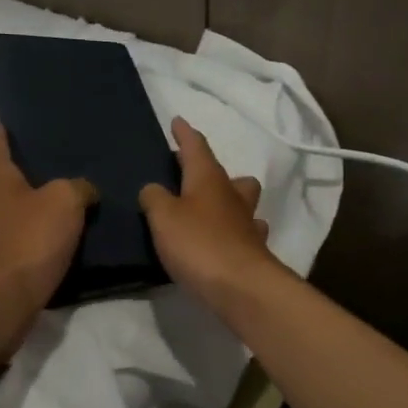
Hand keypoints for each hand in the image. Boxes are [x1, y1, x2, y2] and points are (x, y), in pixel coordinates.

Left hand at [0, 125, 95, 357]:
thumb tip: (84, 189)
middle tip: (51, 163)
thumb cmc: (29, 241)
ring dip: (21, 203)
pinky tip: (45, 234)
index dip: (6, 128)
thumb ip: (79, 187)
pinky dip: (22, 230)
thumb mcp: (66, 203)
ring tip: (53, 200)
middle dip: (20, 169)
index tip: (18, 120)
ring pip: (1, 206)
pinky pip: (6, 234)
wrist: (0, 303)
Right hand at [139, 118, 279, 312]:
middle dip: (210, 170)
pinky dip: (234, 232)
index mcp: (208, 179)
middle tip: (190, 175)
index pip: (196, 147)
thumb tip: (154, 189)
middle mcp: (232, 195)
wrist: (241, 287)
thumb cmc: (198, 243)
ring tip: (207, 211)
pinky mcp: (253, 250)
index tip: (178, 121)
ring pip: (242, 201)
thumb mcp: (163, 217)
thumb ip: (154, 198)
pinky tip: (224, 240)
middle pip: (226, 174)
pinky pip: (245, 232)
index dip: (185, 134)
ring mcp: (247, 223)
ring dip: (228, 200)